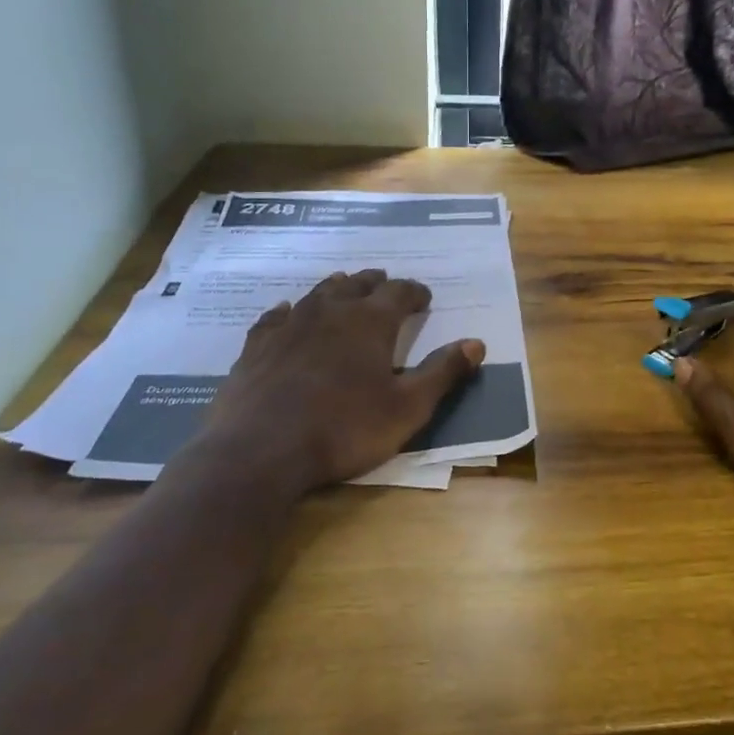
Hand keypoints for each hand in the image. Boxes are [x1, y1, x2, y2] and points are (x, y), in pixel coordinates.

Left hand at [182, 270, 484, 491]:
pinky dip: (287, 310)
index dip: (415, 292)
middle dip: (376, 283)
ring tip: (345, 286)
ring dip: (336, 288)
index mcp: (370, 322)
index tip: (424, 297)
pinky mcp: (257, 346)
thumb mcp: (407, 408)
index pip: (399, 292)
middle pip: (358, 285)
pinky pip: (275, 317)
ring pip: (318, 294)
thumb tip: (476, 343)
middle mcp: (331, 312)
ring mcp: (290, 326)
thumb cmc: (344, 429)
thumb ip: (442, 373)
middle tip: (385, 283)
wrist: (260, 451)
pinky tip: (286, 311)